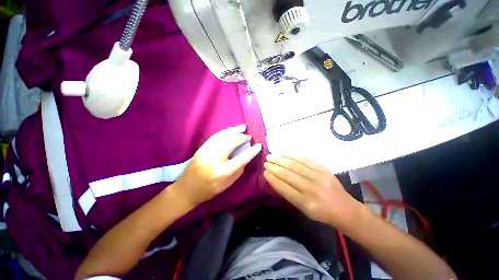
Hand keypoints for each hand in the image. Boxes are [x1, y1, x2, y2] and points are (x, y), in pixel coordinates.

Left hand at [171, 124, 261, 208]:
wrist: (187, 189)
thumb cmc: (209, 190)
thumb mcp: (227, 184)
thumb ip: (238, 169)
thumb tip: (246, 156)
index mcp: (222, 172)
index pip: (241, 158)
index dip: (252, 151)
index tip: (259, 145)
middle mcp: (214, 159)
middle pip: (231, 143)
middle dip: (242, 137)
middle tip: (249, 136)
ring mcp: (206, 151)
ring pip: (223, 136)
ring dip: (234, 130)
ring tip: (242, 127)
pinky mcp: (202, 148)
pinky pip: (215, 136)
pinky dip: (225, 132)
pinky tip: (230, 130)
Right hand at [264, 155, 360, 226]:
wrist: (345, 209)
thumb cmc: (321, 213)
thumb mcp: (303, 210)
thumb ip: (289, 194)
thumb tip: (275, 179)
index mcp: (307, 204)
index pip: (284, 188)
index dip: (273, 179)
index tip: (264, 172)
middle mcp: (312, 189)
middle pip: (288, 174)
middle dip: (274, 167)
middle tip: (265, 162)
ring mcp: (319, 177)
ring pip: (295, 165)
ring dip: (280, 159)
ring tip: (271, 156)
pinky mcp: (323, 168)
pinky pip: (305, 159)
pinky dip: (292, 155)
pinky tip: (284, 154)